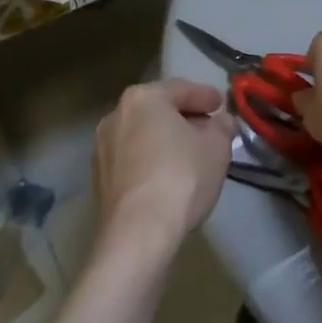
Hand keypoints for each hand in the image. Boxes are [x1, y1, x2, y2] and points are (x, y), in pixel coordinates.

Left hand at [93, 79, 236, 257]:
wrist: (137, 234)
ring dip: (166, 141)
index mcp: (143, 97)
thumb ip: (222, 127)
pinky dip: (151, 162)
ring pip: (143, 136)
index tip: (222, 104)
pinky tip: (169, 177)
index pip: (181, 88)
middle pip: (158, 110)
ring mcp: (102, 149)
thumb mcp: (217, 147)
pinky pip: (133, 161)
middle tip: (209, 129)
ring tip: (190, 155)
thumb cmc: (181, 176)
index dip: (206, 96)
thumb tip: (221, 121)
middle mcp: (116, 115)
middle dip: (184, 118)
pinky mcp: (99, 180)